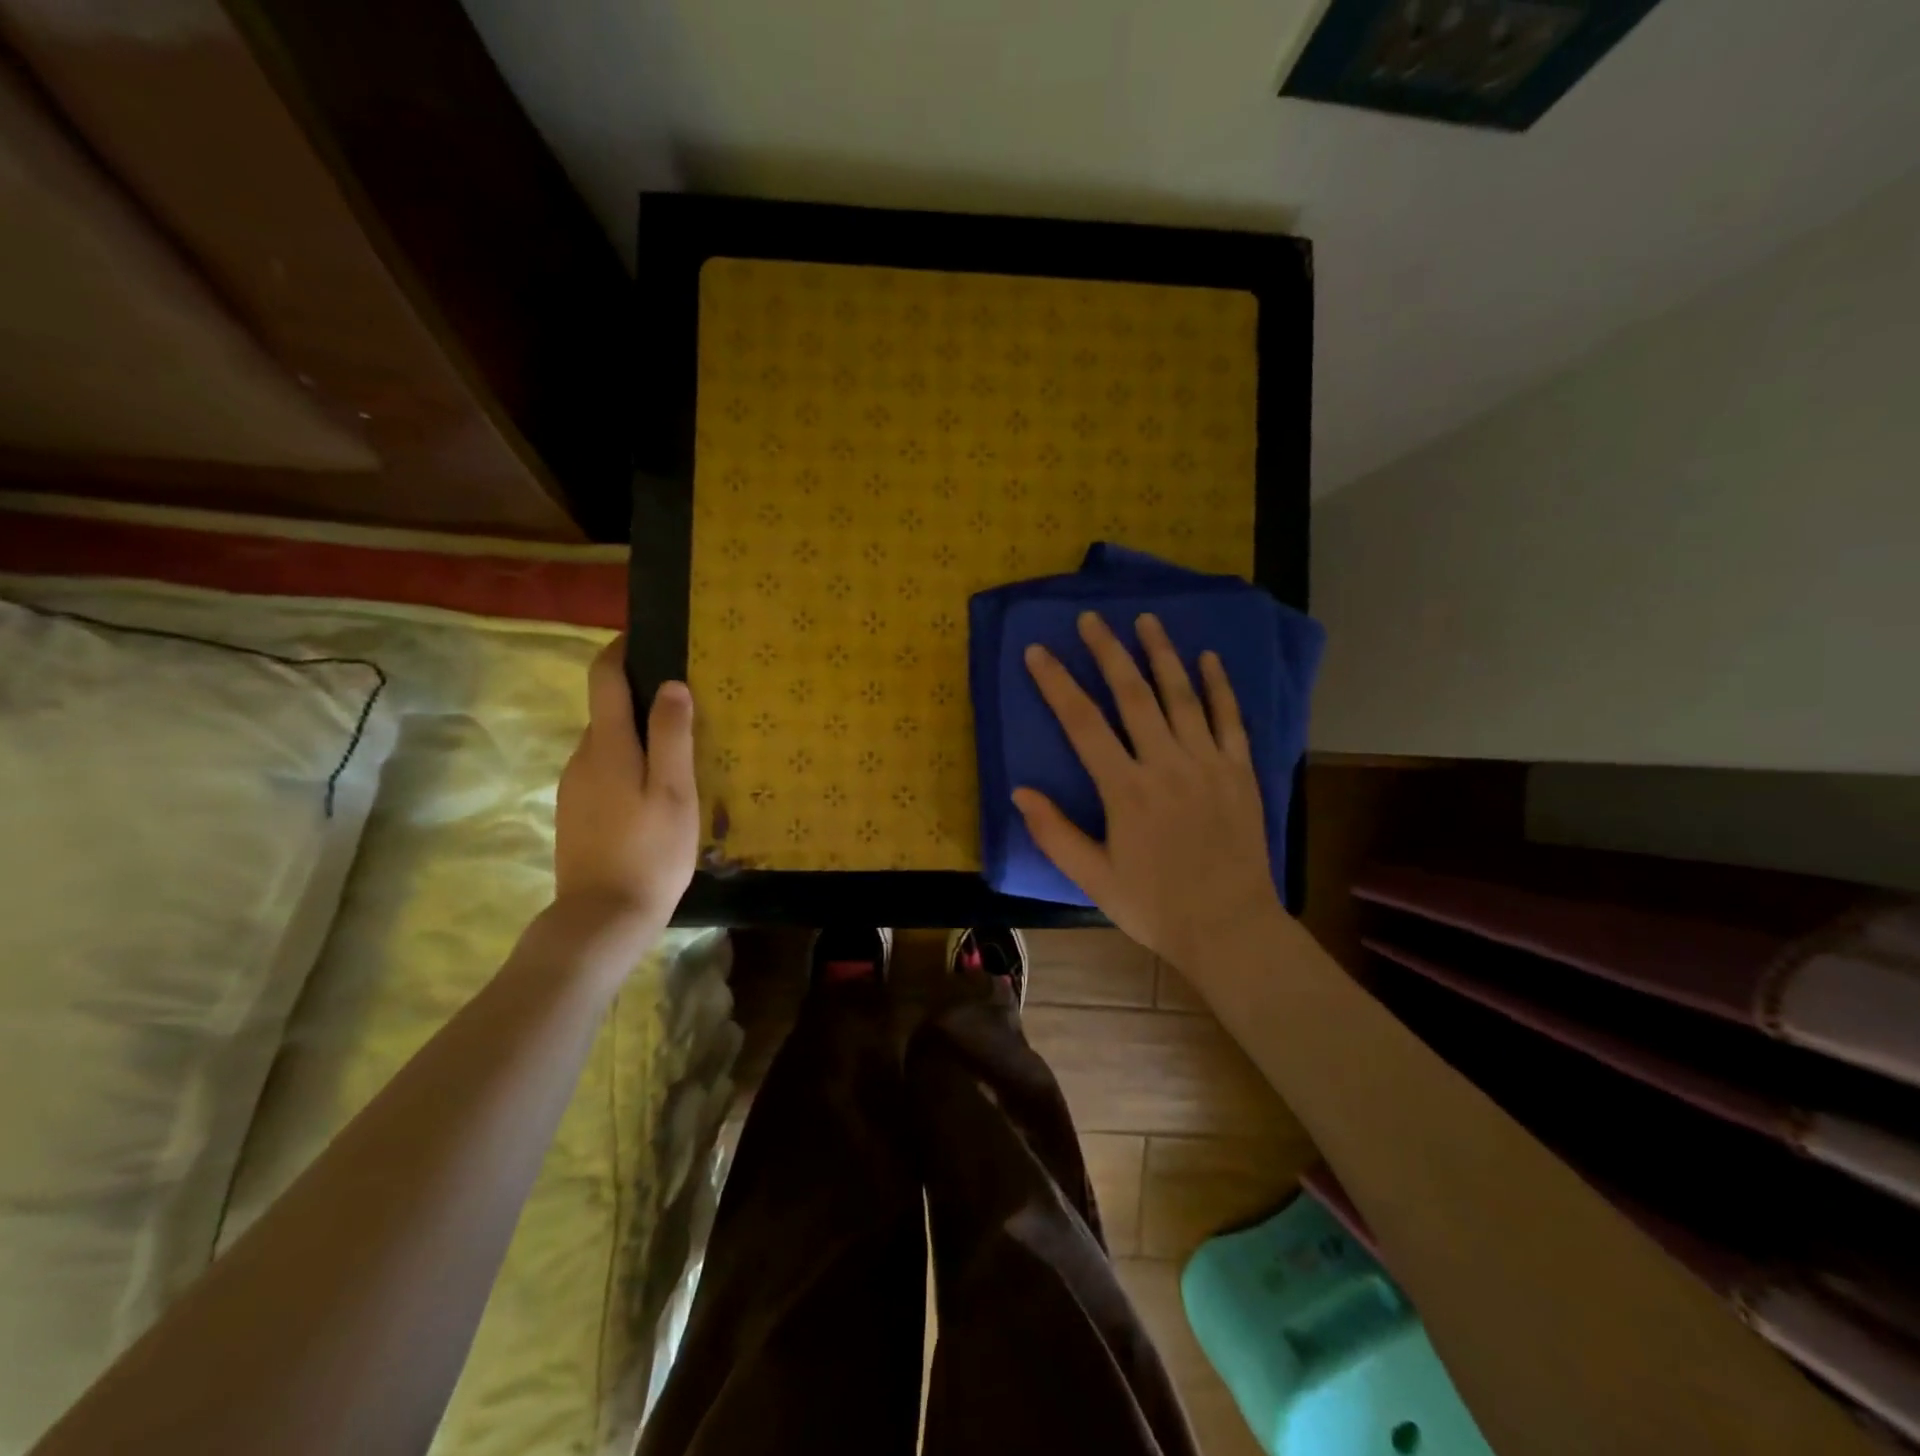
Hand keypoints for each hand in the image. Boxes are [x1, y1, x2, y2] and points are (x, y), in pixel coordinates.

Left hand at [554, 638, 699, 938]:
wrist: (602, 917)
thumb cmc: (649, 851)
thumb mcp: (674, 791)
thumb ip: (673, 735)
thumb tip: (671, 684)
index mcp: (607, 745)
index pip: (604, 678)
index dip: (621, 650)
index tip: (647, 636)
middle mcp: (582, 757)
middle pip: (609, 712)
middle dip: (642, 700)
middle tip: (689, 710)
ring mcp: (574, 787)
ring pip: (609, 746)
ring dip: (639, 739)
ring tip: (681, 756)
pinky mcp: (576, 813)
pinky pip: (604, 773)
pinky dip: (629, 767)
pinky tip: (656, 796)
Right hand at [1016, 611, 1283, 972]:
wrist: (1229, 928)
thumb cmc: (1155, 906)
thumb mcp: (1094, 878)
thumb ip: (1055, 833)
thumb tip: (1019, 791)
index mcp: (1126, 791)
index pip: (1083, 724)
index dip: (1057, 683)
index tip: (1037, 652)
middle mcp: (1167, 765)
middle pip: (1134, 695)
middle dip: (1109, 653)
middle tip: (1091, 618)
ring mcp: (1209, 764)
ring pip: (1183, 696)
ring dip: (1162, 654)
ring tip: (1146, 619)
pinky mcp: (1241, 771)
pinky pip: (1230, 718)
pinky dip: (1219, 685)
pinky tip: (1208, 657)